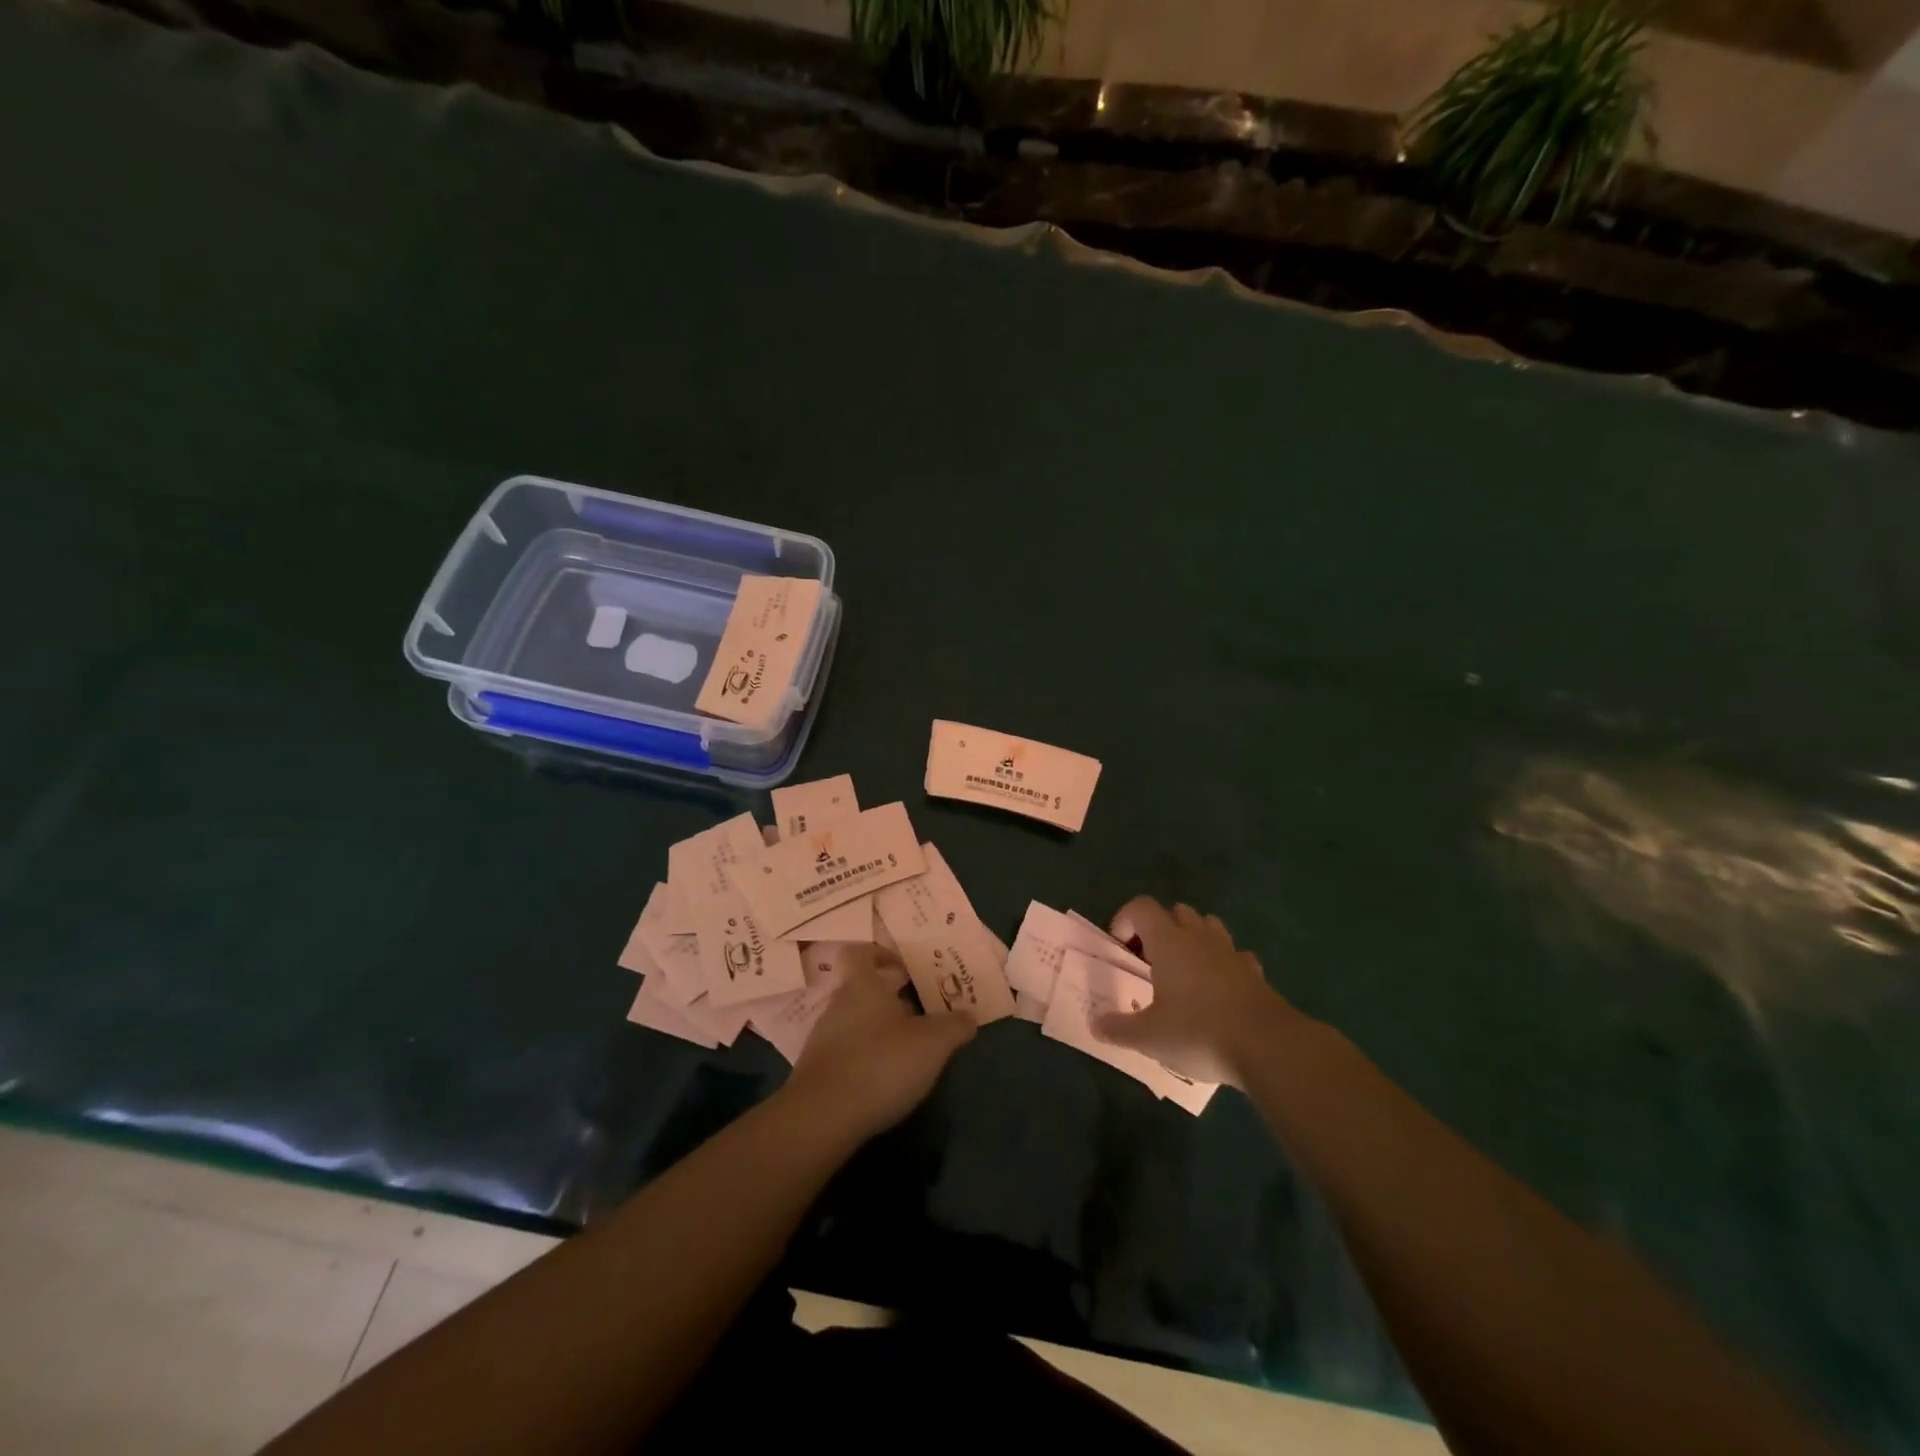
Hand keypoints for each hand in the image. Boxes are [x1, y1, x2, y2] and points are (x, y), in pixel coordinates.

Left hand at [782, 961, 975, 1140]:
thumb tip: (968, 1017)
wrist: (823, 1117)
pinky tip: (883, 1079)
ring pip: (854, 1022)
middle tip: (918, 1012)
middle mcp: (837, 1005)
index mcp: (862, 986)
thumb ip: (954, 1026)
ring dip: (877, 1031)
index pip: (861, 953)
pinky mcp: (816, 1072)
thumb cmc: (880, 1064)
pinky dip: (864, 1059)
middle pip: (861, 990)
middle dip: (889, 999)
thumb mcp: (932, 1044)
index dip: (880, 954)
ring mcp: (822, 1039)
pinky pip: (845, 1053)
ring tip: (906, 1050)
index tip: (904, 968)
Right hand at [1092, 897, 1293, 1087]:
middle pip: (1177, 911)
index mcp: (1169, 942)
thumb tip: (1095, 1025)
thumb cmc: (1199, 1032)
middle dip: (1160, 929)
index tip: (1121, 949)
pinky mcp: (1255, 973)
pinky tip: (1219, 990)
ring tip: (1183, 972)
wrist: (1269, 1047)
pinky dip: (1223, 964)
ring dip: (1193, 939)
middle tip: (1150, 962)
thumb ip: (1119, 1029)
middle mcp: (1199, 937)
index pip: (1142, 907)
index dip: (1125, 920)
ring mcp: (1231, 952)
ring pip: (1208, 926)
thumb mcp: (1149, 1037)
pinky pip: (1235, 955)